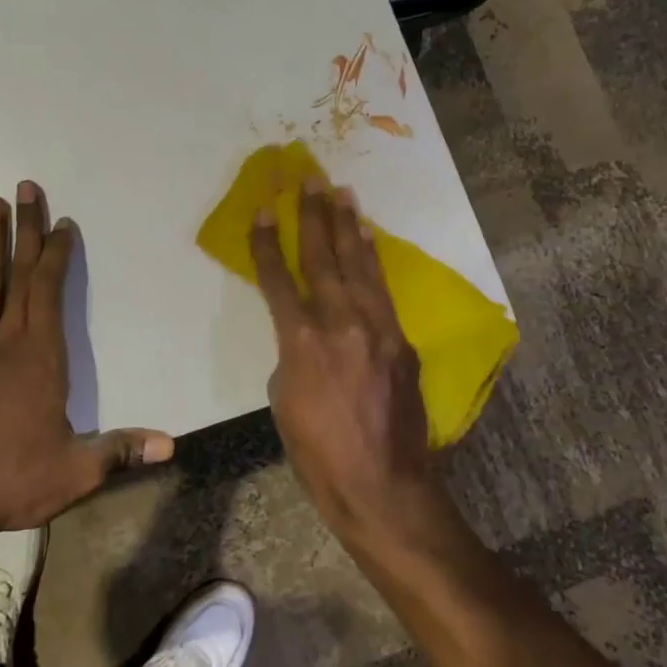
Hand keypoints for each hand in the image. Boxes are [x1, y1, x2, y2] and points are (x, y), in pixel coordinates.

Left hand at [0, 181, 173, 536]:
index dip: (57, 254)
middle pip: (16, 277)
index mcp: (40, 360)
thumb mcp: (78, 471)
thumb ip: (122, 450)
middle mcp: (3, 346)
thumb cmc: (12, 482)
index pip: (49, 293)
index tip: (63, 222)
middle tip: (23, 188)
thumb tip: (172, 445)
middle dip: (23, 231)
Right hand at [249, 178, 430, 533]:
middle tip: (309, 179)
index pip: (279, 279)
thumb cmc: (318, 455)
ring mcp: (379, 330)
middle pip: (324, 258)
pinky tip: (368, 240)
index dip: (267, 243)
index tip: (263, 210)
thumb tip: (305, 334)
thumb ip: (291, 355)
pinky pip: (383, 291)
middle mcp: (342, 324)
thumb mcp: (284, 401)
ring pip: (360, 266)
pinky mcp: (402, 342)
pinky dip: (373, 261)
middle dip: (313, 216)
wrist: (383, 487)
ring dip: (349, 226)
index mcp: (303, 342)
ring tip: (342, 192)